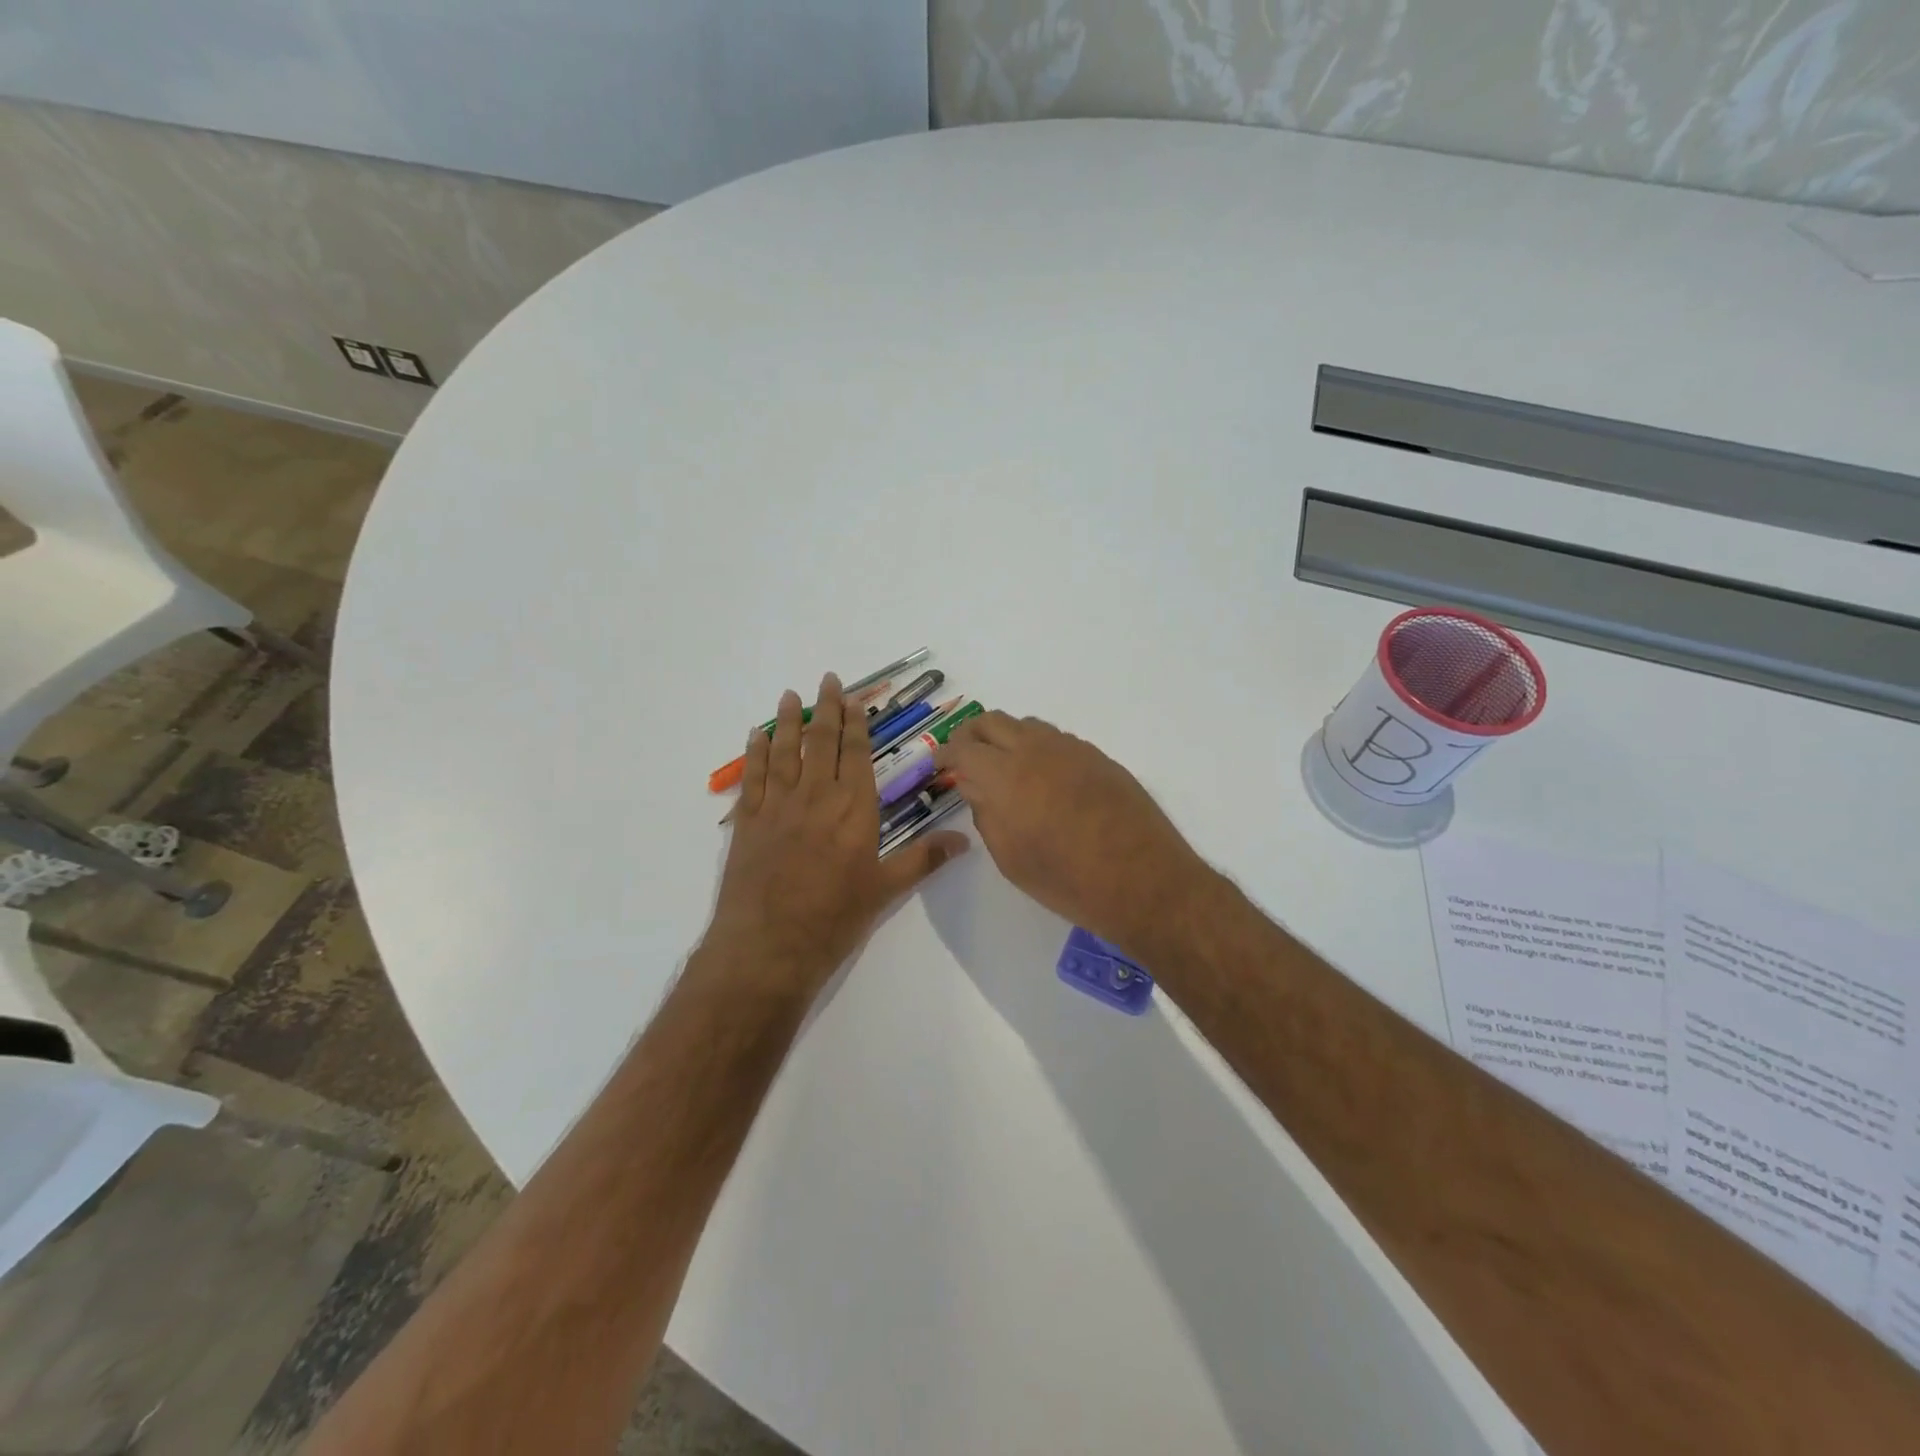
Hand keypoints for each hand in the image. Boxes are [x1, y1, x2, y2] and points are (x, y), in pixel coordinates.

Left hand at [709, 673, 966, 995]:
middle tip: (827, 680)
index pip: (857, 755)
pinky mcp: (748, 821)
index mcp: (854, 809)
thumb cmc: (834, 918)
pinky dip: (755, 752)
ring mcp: (779, 805)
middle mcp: (817, 796)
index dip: (856, 725)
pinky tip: (757, 734)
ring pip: (786, 751)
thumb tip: (965, 841)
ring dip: (790, 721)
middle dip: (827, 710)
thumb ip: (923, 859)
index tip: (854, 700)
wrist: (769, 945)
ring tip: (792, 694)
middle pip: (822, 742)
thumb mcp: (885, 890)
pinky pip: (753, 776)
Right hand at [935, 712, 1212, 955]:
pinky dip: (1037, 748)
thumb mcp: (1010, 858)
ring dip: (1006, 738)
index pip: (963, 747)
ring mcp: (1071, 748)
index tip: (941, 764)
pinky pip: (1057, 739)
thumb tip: (975, 786)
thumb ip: (986, 813)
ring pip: (1026, 725)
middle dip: (972, 735)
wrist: (1143, 880)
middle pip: (992, 721)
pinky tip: (1043, 777)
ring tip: (1004, 767)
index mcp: (1006, 775)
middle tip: (966, 759)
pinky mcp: (1098, 756)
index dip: (946, 754)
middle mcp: (1036, 749)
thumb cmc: (1067, 881)